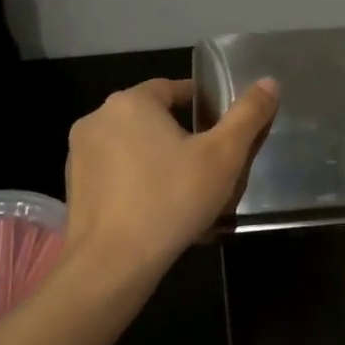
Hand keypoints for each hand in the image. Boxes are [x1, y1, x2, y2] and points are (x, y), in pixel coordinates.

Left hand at [63, 76, 278, 279]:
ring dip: (160, 160)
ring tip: (190, 190)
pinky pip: (117, 175)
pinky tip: (162, 211)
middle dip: (182, 135)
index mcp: (131, 103)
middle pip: (152, 118)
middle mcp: (98, 119)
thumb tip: (269, 82)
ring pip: (133, 148)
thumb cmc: (172, 199)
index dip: (203, 103)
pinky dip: (140, 184)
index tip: (223, 127)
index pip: (173, 88)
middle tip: (212, 163)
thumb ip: (248, 115)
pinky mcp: (75, 187)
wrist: (113, 262)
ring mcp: (80, 154)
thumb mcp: (223, 156)